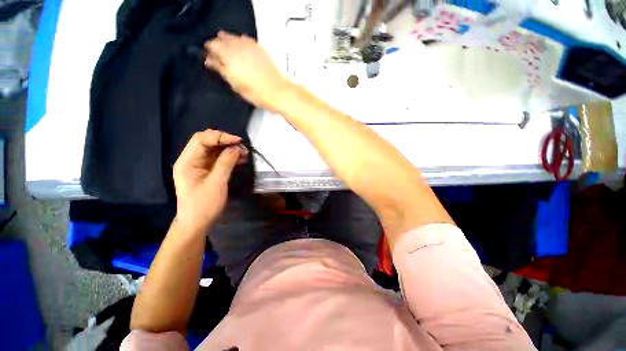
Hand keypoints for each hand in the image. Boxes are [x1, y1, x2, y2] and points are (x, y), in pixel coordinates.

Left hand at [173, 129, 247, 233]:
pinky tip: (240, 160)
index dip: (220, 137)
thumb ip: (225, 163)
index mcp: (187, 162)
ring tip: (244, 154)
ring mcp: (199, 166)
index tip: (238, 141)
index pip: (201, 140)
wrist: (197, 224)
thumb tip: (236, 148)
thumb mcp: (216, 183)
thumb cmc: (204, 205)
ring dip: (229, 149)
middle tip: (242, 148)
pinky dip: (229, 157)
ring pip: (214, 150)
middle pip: (207, 142)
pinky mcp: (207, 172)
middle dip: (226, 142)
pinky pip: (218, 159)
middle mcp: (191, 160)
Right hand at [204, 31, 291, 111]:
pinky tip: (241, 51)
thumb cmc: (257, 93)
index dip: (209, 52)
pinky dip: (239, 43)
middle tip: (218, 57)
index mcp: (229, 56)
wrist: (277, 92)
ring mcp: (249, 46)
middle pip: (221, 39)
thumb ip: (221, 70)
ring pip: (232, 37)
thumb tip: (210, 61)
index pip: (212, 46)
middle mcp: (238, 47)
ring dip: (228, 43)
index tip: (209, 59)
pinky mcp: (259, 48)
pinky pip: (244, 39)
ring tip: (230, 55)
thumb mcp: (235, 85)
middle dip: (217, 46)